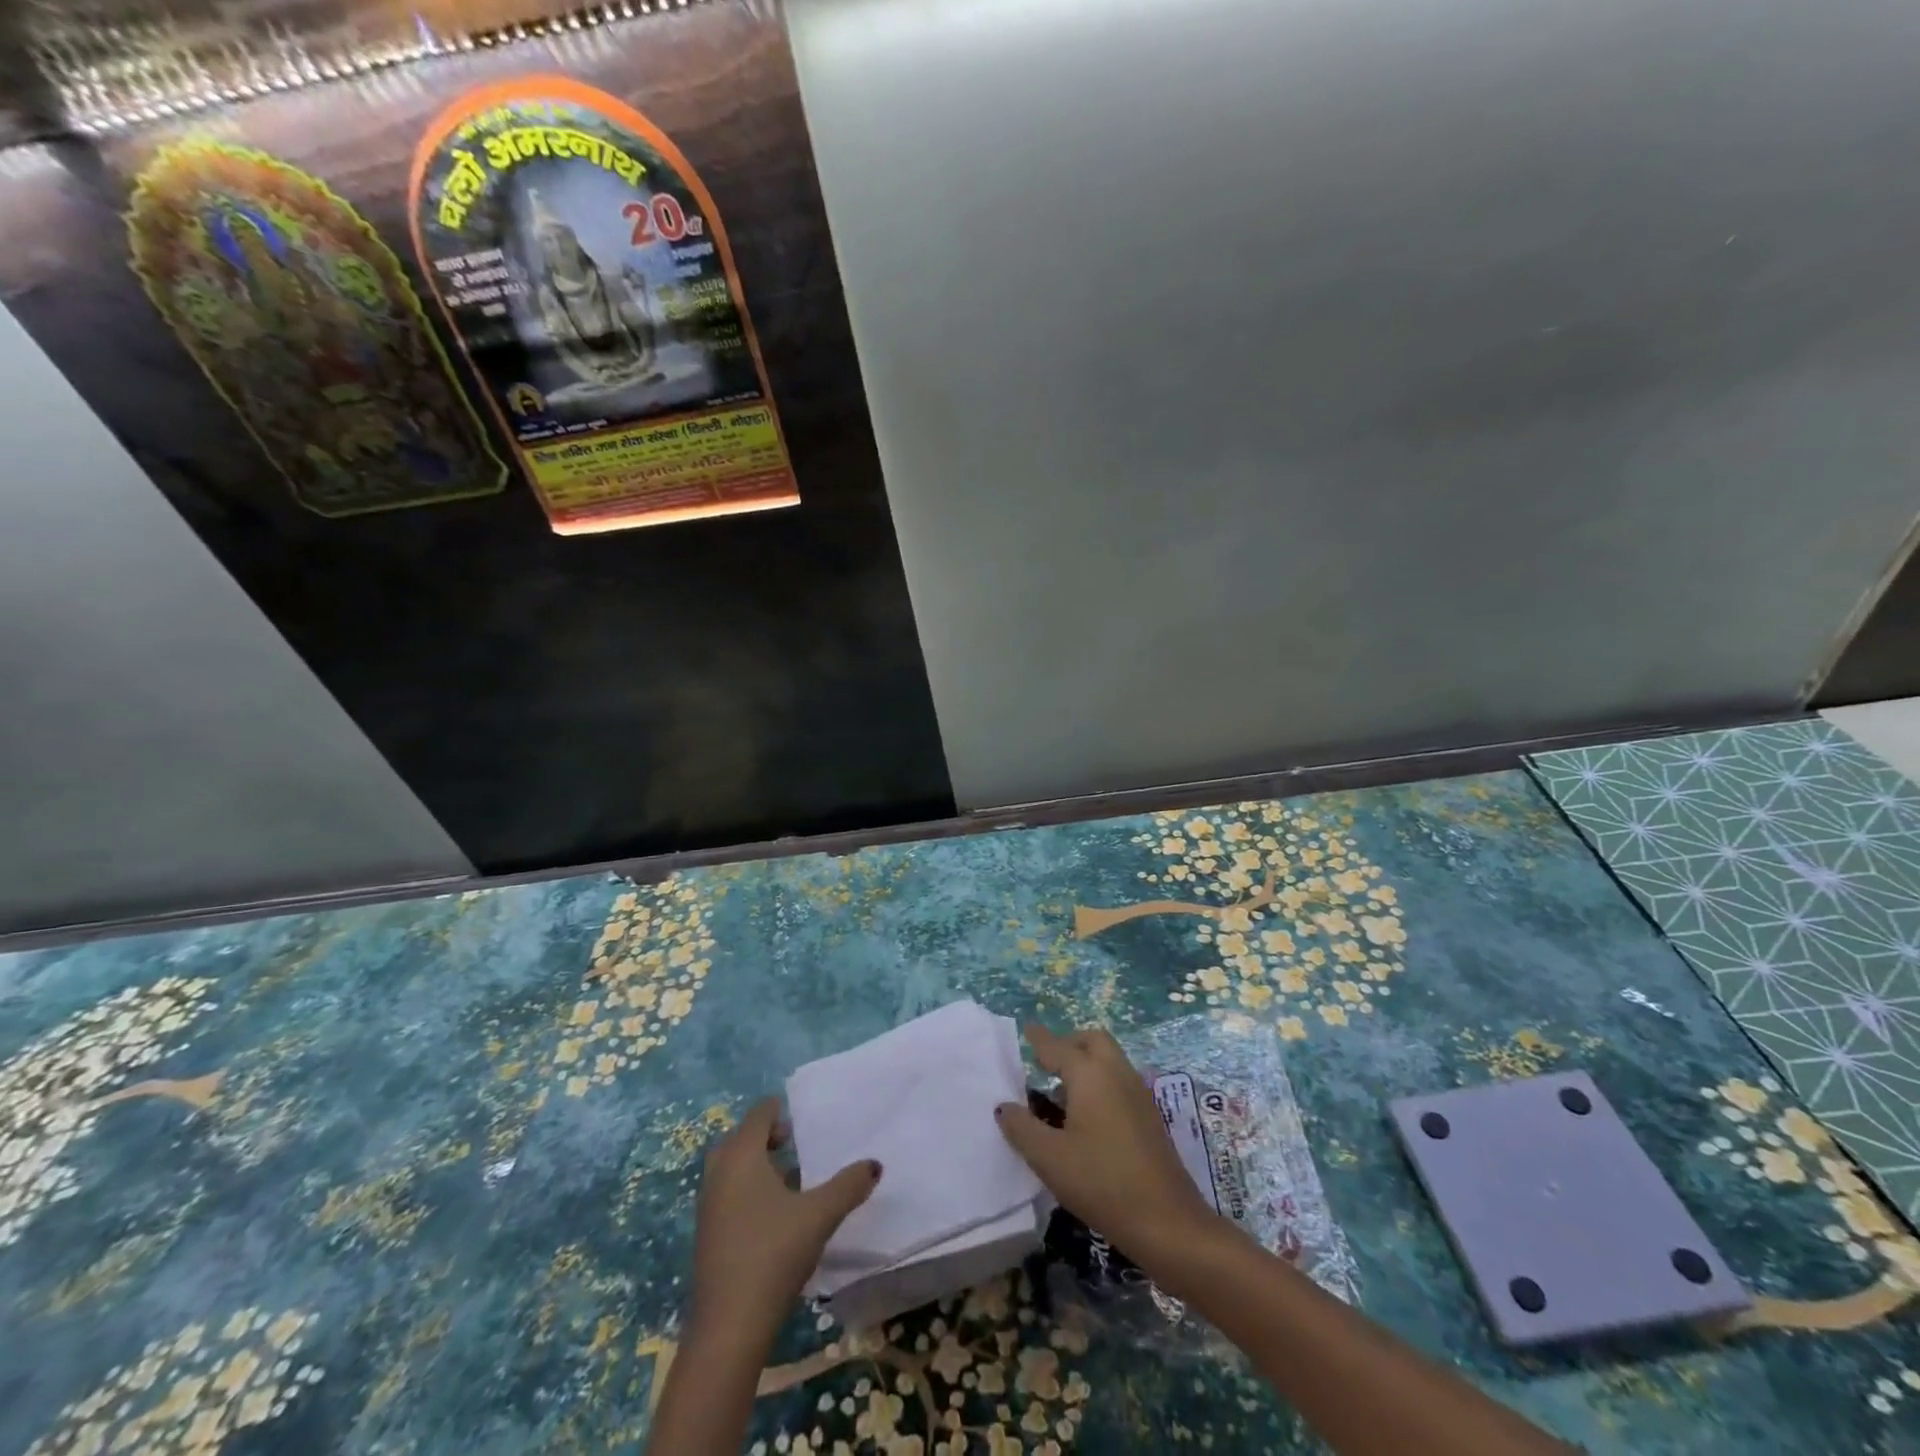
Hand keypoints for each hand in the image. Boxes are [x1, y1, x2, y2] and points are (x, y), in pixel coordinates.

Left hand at [690, 1098, 881, 1347]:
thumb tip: (874, 1164)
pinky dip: (747, 1189)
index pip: (758, 1115)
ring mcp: (708, 1206)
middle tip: (794, 1143)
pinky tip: (774, 1214)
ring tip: (790, 1177)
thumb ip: (848, 1185)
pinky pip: (727, 1194)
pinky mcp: (707, 1235)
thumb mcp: (820, 1215)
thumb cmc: (773, 1254)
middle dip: (765, 1136)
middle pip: (740, 1138)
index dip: (778, 1110)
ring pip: (731, 1168)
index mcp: (742, 1156)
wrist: (729, 1327)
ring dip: (756, 1165)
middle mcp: (719, 1173)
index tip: (801, 1117)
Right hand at [994, 1023, 1216, 1253]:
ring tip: (1060, 1095)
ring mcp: (1138, 1093)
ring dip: (1086, 1064)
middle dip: (1069, 1044)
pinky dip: (1099, 1082)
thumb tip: (1004, 1106)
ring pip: (1109, 1060)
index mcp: (1090, 1074)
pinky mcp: (1149, 1115)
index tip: (1027, 1030)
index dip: (1040, 1039)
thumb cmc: (1101, 1182)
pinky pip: (1119, 1081)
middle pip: (1092, 1041)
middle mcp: (1116, 1072)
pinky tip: (1085, 1117)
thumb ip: (1022, 1128)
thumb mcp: (1049, 1158)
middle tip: (1047, 1063)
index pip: (1058, 1047)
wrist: (1167, 1221)